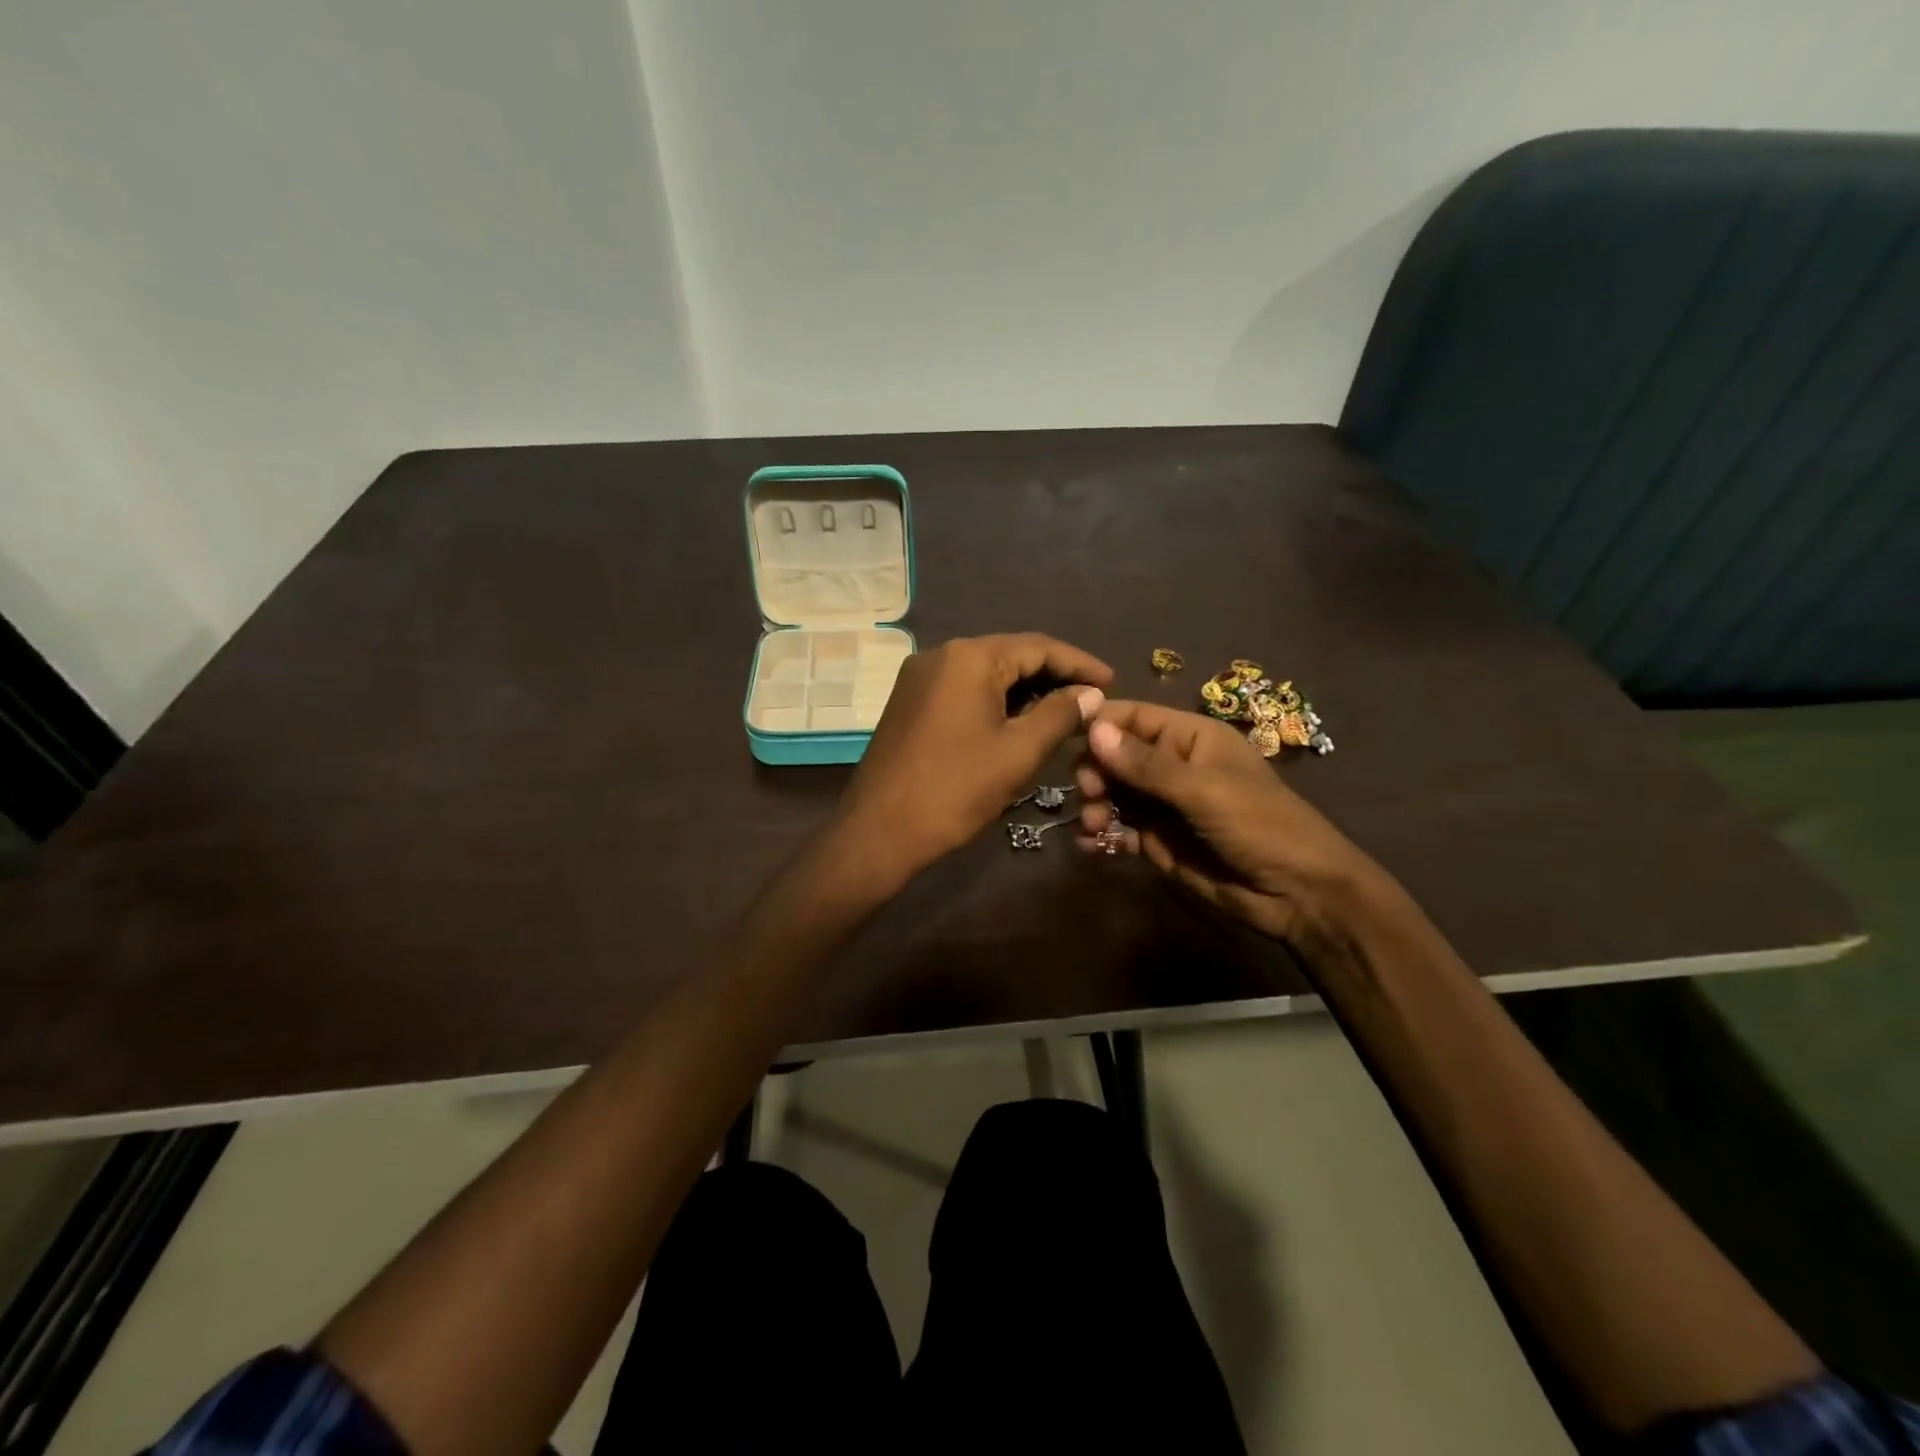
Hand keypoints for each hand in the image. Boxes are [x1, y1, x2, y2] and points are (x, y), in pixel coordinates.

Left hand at [835, 633, 1111, 877]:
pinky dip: (996, 702)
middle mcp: (941, 655)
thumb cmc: (955, 789)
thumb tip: (1091, 694)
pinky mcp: (910, 702)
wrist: (879, 830)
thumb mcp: (1018, 752)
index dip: (1080, 664)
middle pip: (1010, 655)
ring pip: (986, 674)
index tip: (1113, 682)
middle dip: (1054, 676)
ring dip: (1026, 691)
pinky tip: (1019, 721)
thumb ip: (1060, 715)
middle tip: (1091, 701)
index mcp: (969, 657)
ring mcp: (920, 678)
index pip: (1038, 647)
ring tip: (1064, 713)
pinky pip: (964, 690)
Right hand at [1075, 701, 1381, 941]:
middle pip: (1116, 756)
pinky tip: (1089, 844)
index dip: (1101, 723)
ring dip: (1094, 805)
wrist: (1297, 895)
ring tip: (1092, 826)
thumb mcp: (1202, 790)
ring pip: (1113, 793)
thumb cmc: (1259, 826)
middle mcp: (1173, 765)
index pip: (1135, 717)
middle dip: (1095, 771)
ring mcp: (1164, 804)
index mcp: (1191, 738)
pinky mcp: (1158, 840)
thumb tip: (1093, 731)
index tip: (1065, 738)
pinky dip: (1101, 834)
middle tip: (1089, 794)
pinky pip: (1119, 828)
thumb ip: (1145, 764)